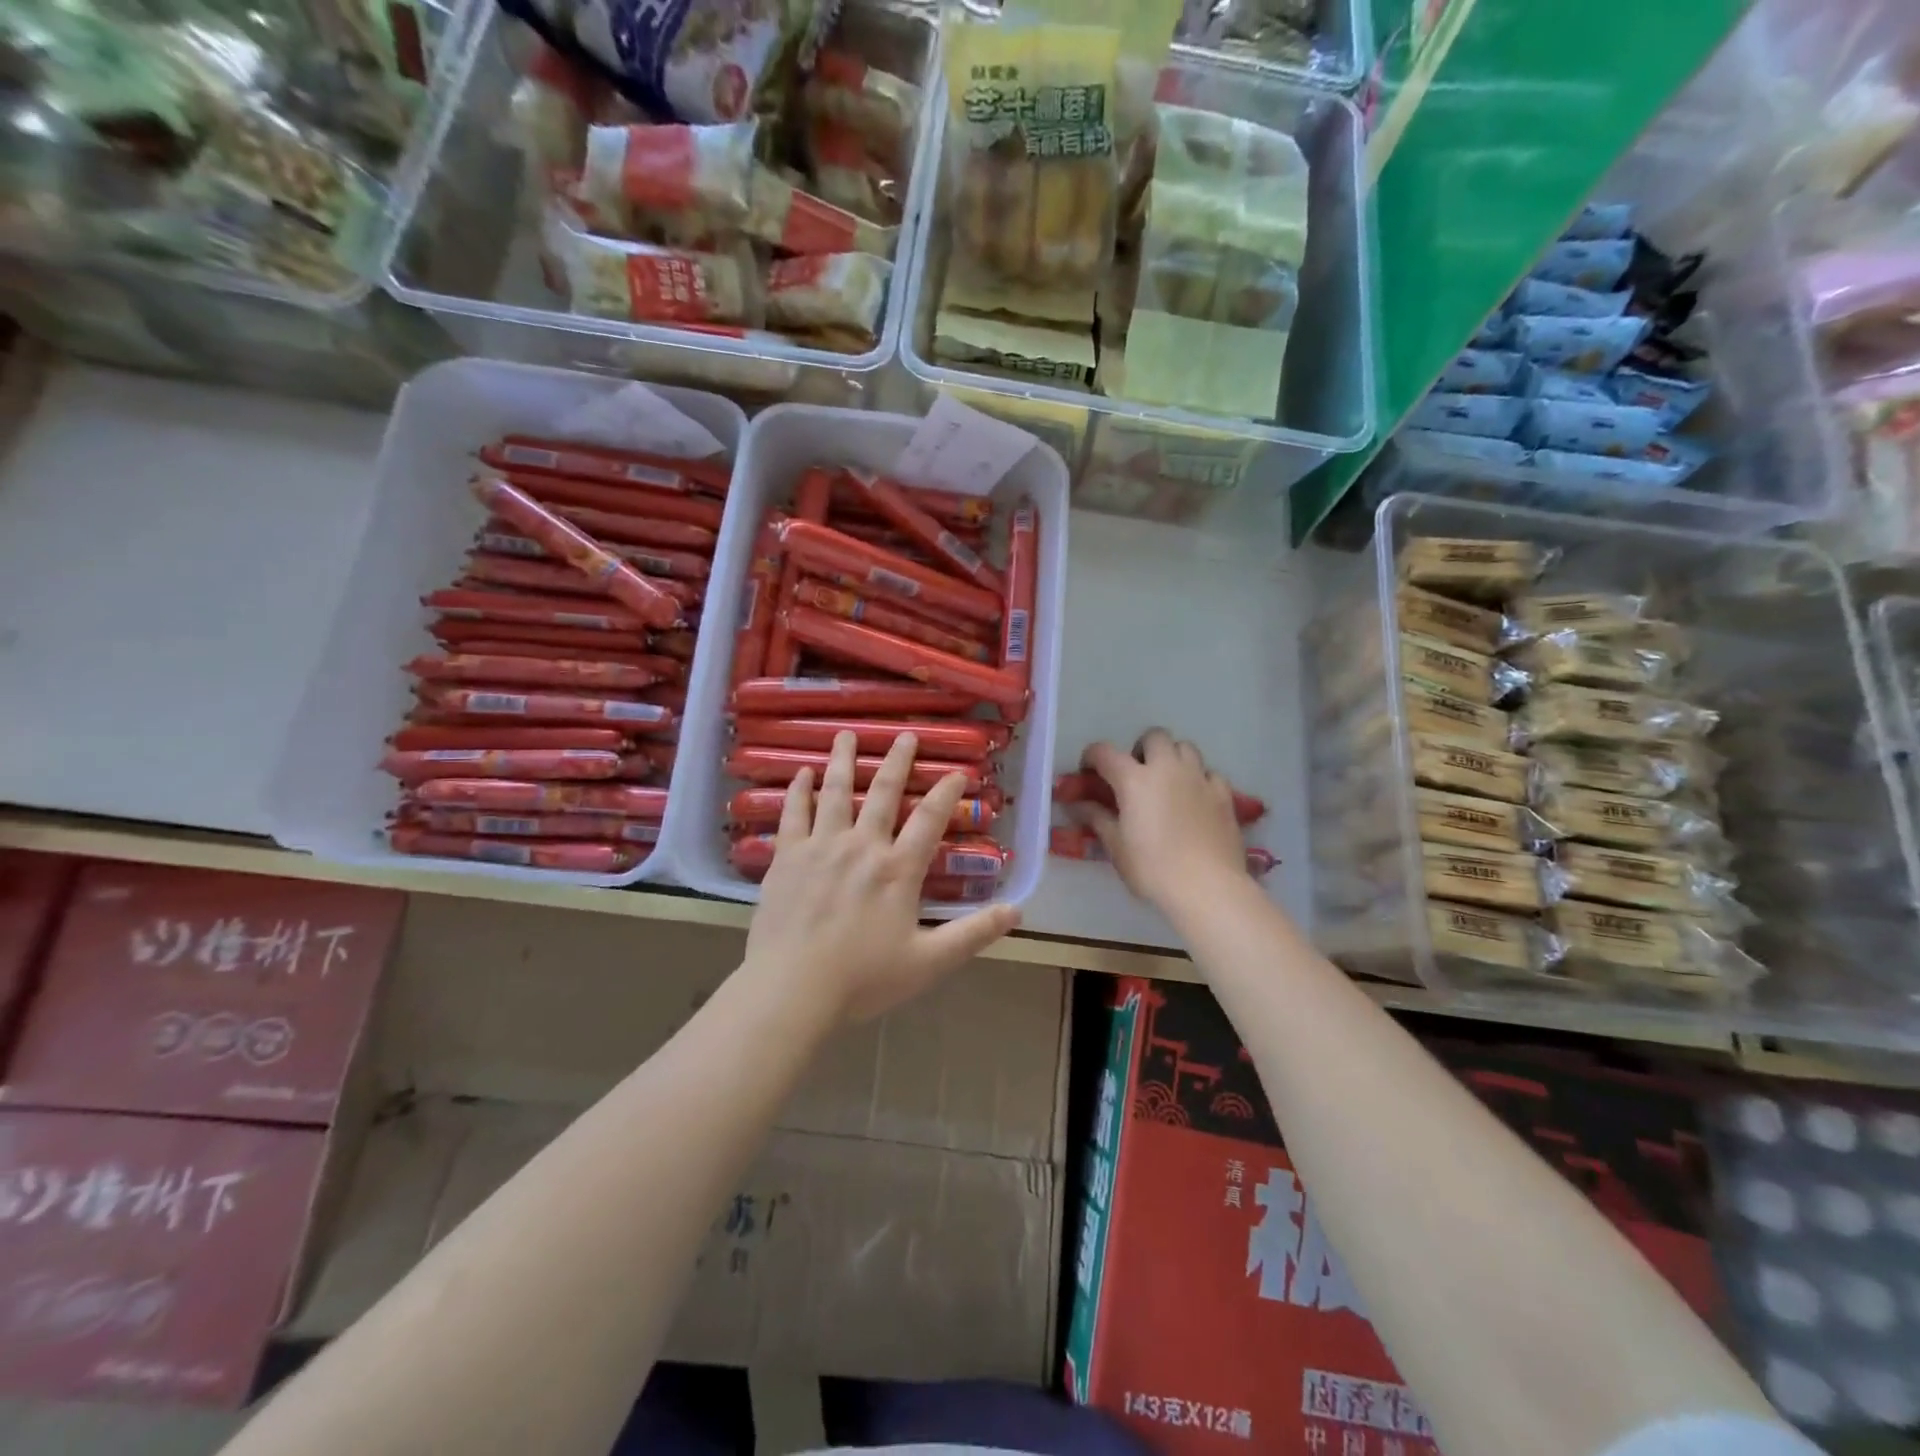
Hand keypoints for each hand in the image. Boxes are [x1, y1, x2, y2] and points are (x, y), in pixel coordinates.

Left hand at [743, 730, 1020, 1023]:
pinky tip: (802, 774)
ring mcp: (820, 847)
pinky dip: (799, 791)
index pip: (930, 819)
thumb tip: (1017, 911)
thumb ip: (974, 934)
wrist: (792, 990)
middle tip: (905, 735)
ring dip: (844, 761)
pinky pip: (793, 814)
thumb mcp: (929, 962)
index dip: (947, 792)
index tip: (957, 772)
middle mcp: (862, 846)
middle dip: (898, 761)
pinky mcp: (785, 858)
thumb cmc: (863, 979)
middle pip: (883, 793)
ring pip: (836, 792)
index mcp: (898, 870)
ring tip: (846, 734)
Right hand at [1077, 730, 1249, 914]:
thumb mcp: (1116, 846)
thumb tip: (1078, 805)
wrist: (1207, 887)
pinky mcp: (1224, 794)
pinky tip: (1196, 799)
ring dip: (1172, 758)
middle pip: (1154, 736)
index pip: (1104, 752)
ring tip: (1168, 783)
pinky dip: (1199, 779)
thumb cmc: (1153, 868)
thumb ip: (1097, 818)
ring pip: (1185, 747)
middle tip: (1137, 775)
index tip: (1089, 771)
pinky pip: (1209, 773)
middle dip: (1141, 749)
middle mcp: (1167, 769)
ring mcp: (1199, 779)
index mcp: (1134, 779)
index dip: (1092, 757)